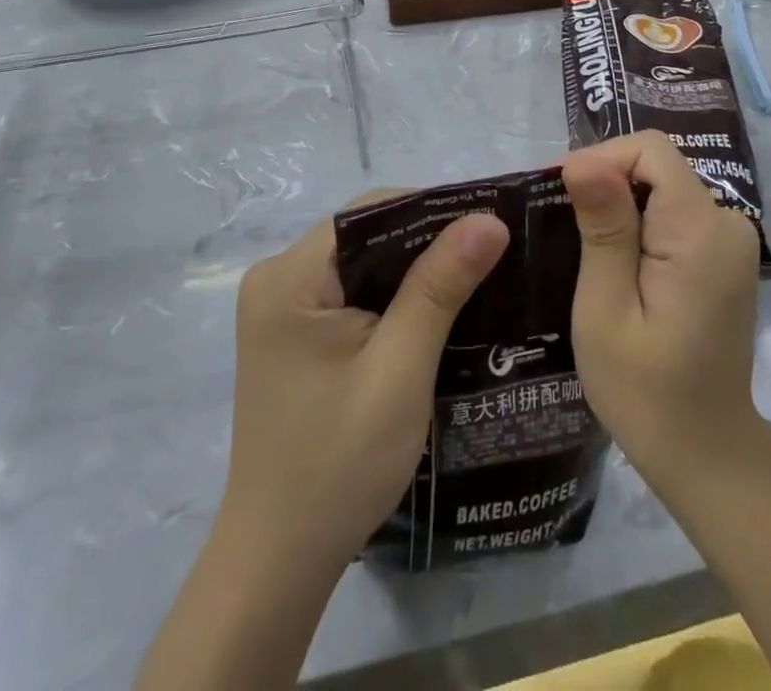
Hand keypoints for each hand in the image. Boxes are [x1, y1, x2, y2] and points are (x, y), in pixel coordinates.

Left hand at [218, 199, 509, 567]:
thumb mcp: (400, 370)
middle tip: (493, 251)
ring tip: (478, 273)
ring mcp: (283, 306)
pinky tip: (436, 308)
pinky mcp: (295, 332)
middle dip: (429, 241)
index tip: (489, 223)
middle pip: (367, 233)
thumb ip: (440, 287)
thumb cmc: (338, 465)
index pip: (371, 212)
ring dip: (415, 270)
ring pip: (364, 262)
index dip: (433, 210)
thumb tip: (488, 219)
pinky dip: (394, 296)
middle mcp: (278, 278)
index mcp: (289, 277)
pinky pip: (354, 291)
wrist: (279, 561)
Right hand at [561, 131, 762, 488]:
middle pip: (657, 164)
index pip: (650, 150)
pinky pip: (674, 209)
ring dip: (619, 202)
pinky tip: (612, 256)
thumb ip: (603, 230)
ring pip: (662, 184)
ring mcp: (730, 237)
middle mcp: (727, 221)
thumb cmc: (645, 391)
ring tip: (579, 241)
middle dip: (606, 182)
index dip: (601, 159)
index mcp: (701, 231)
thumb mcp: (606, 311)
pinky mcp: (723, 252)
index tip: (561, 194)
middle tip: (561, 224)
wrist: (707, 451)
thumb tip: (584, 161)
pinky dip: (639, 219)